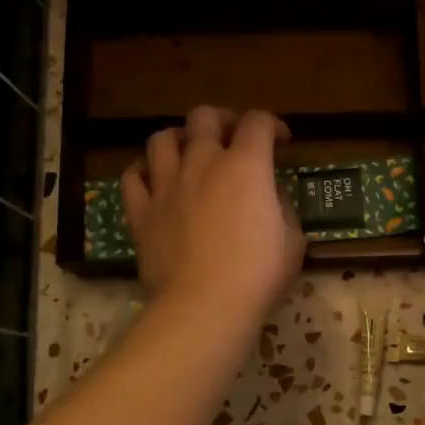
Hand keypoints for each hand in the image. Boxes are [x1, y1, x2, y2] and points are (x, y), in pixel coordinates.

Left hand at [121, 106, 305, 323]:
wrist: (204, 307)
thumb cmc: (258, 275)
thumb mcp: (292, 241)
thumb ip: (281, 207)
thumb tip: (270, 196)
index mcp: (246, 166)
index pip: (258, 122)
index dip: (273, 124)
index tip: (282, 141)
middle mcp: (203, 163)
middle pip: (204, 117)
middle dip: (222, 120)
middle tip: (233, 138)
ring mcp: (166, 186)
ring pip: (161, 138)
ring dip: (179, 138)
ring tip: (188, 152)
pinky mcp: (141, 213)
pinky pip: (132, 177)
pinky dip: (143, 172)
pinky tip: (154, 181)